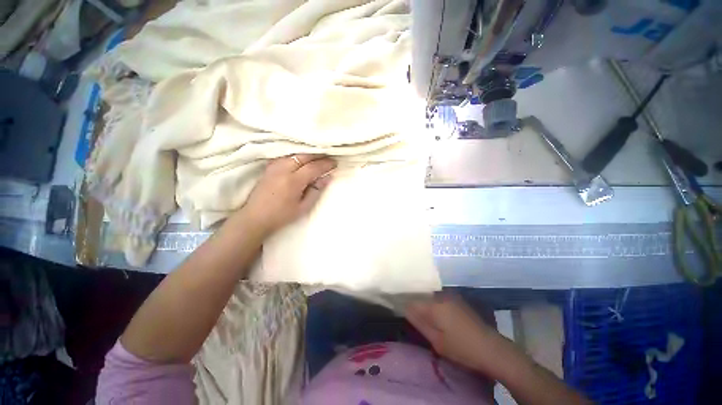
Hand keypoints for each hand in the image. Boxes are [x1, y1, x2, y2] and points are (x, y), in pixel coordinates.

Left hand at [240, 154, 335, 237]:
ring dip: (308, 154)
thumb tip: (327, 178)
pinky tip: (301, 159)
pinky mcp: (269, 167)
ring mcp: (274, 166)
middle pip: (304, 156)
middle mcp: (283, 169)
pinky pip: (286, 156)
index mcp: (293, 181)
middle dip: (318, 155)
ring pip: (295, 154)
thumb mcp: (303, 207)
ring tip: (318, 157)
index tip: (335, 163)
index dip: (325, 164)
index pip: (313, 167)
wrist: (255, 217)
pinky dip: (297, 156)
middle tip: (329, 158)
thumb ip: (315, 191)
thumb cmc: (281, 215)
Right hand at [406, 294, 501, 372]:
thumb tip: (405, 309)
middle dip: (414, 302)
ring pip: (430, 296)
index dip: (404, 303)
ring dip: (424, 303)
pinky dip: (434, 304)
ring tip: (421, 315)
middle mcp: (441, 295)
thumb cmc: (462, 348)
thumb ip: (419, 322)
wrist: (492, 349)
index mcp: (434, 305)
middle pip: (421, 296)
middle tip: (410, 315)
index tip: (398, 307)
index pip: (412, 300)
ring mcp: (451, 296)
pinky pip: (439, 298)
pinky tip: (436, 315)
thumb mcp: (437, 341)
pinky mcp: (458, 300)